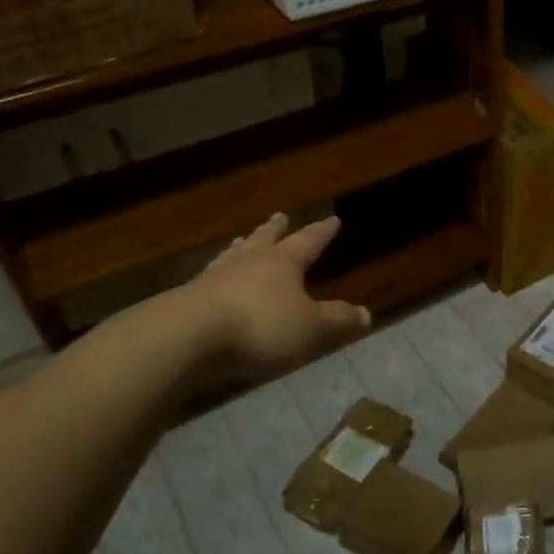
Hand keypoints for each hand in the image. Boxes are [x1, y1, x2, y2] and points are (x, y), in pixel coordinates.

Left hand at [166, 213, 369, 383]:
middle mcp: (249, 262)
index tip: (332, 219)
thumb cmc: (260, 327)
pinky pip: (210, 279)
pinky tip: (212, 279)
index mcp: (282, 263)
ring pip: (233, 254)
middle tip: (280, 216)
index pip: (308, 241)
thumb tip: (367, 314)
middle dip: (276, 229)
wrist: (187, 337)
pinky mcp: (187, 298)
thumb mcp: (310, 328)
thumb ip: (338, 320)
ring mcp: (214, 277)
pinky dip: (217, 275)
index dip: (322, 232)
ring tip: (242, 240)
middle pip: (265, 239)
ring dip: (242, 246)